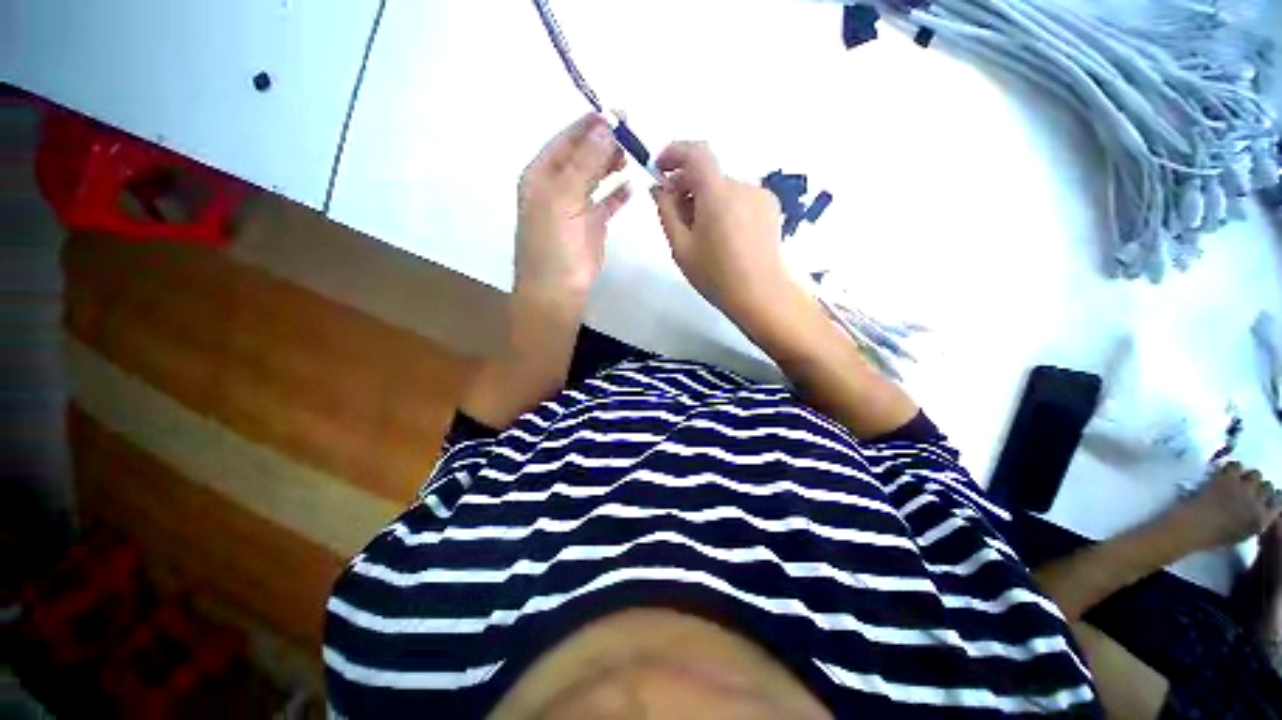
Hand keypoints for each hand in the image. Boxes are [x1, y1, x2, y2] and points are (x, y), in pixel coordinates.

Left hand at [516, 113, 630, 300]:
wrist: (557, 290)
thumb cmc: (553, 244)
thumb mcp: (563, 199)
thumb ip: (584, 163)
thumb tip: (605, 128)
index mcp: (541, 176)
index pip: (566, 140)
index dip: (589, 125)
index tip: (616, 113)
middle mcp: (557, 187)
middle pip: (582, 156)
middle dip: (604, 143)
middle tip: (631, 134)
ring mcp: (575, 207)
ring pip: (595, 178)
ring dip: (611, 165)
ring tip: (632, 155)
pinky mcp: (592, 226)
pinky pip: (606, 203)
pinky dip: (617, 194)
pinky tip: (630, 186)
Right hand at [649, 142, 793, 333]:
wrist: (761, 295)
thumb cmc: (716, 275)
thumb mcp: (681, 247)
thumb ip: (666, 211)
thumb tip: (659, 187)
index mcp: (717, 192)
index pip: (696, 152)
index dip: (673, 153)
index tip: (659, 169)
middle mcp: (742, 185)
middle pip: (708, 173)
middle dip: (686, 185)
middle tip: (674, 214)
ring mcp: (759, 196)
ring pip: (723, 188)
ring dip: (705, 199)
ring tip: (700, 233)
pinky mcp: (770, 208)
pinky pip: (739, 198)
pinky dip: (724, 207)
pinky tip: (723, 237)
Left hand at [1175, 462, 1281, 548]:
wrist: (1195, 526)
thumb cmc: (1215, 536)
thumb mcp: (1243, 533)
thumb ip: (1255, 520)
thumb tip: (1259, 509)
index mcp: (1263, 520)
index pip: (1277, 502)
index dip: (1271, 497)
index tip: (1264, 496)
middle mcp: (1258, 502)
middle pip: (1267, 486)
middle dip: (1259, 485)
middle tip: (1248, 487)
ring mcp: (1243, 488)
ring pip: (1255, 474)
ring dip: (1247, 476)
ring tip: (1238, 479)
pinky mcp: (1228, 479)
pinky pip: (1236, 466)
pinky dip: (1232, 467)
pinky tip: (1226, 472)